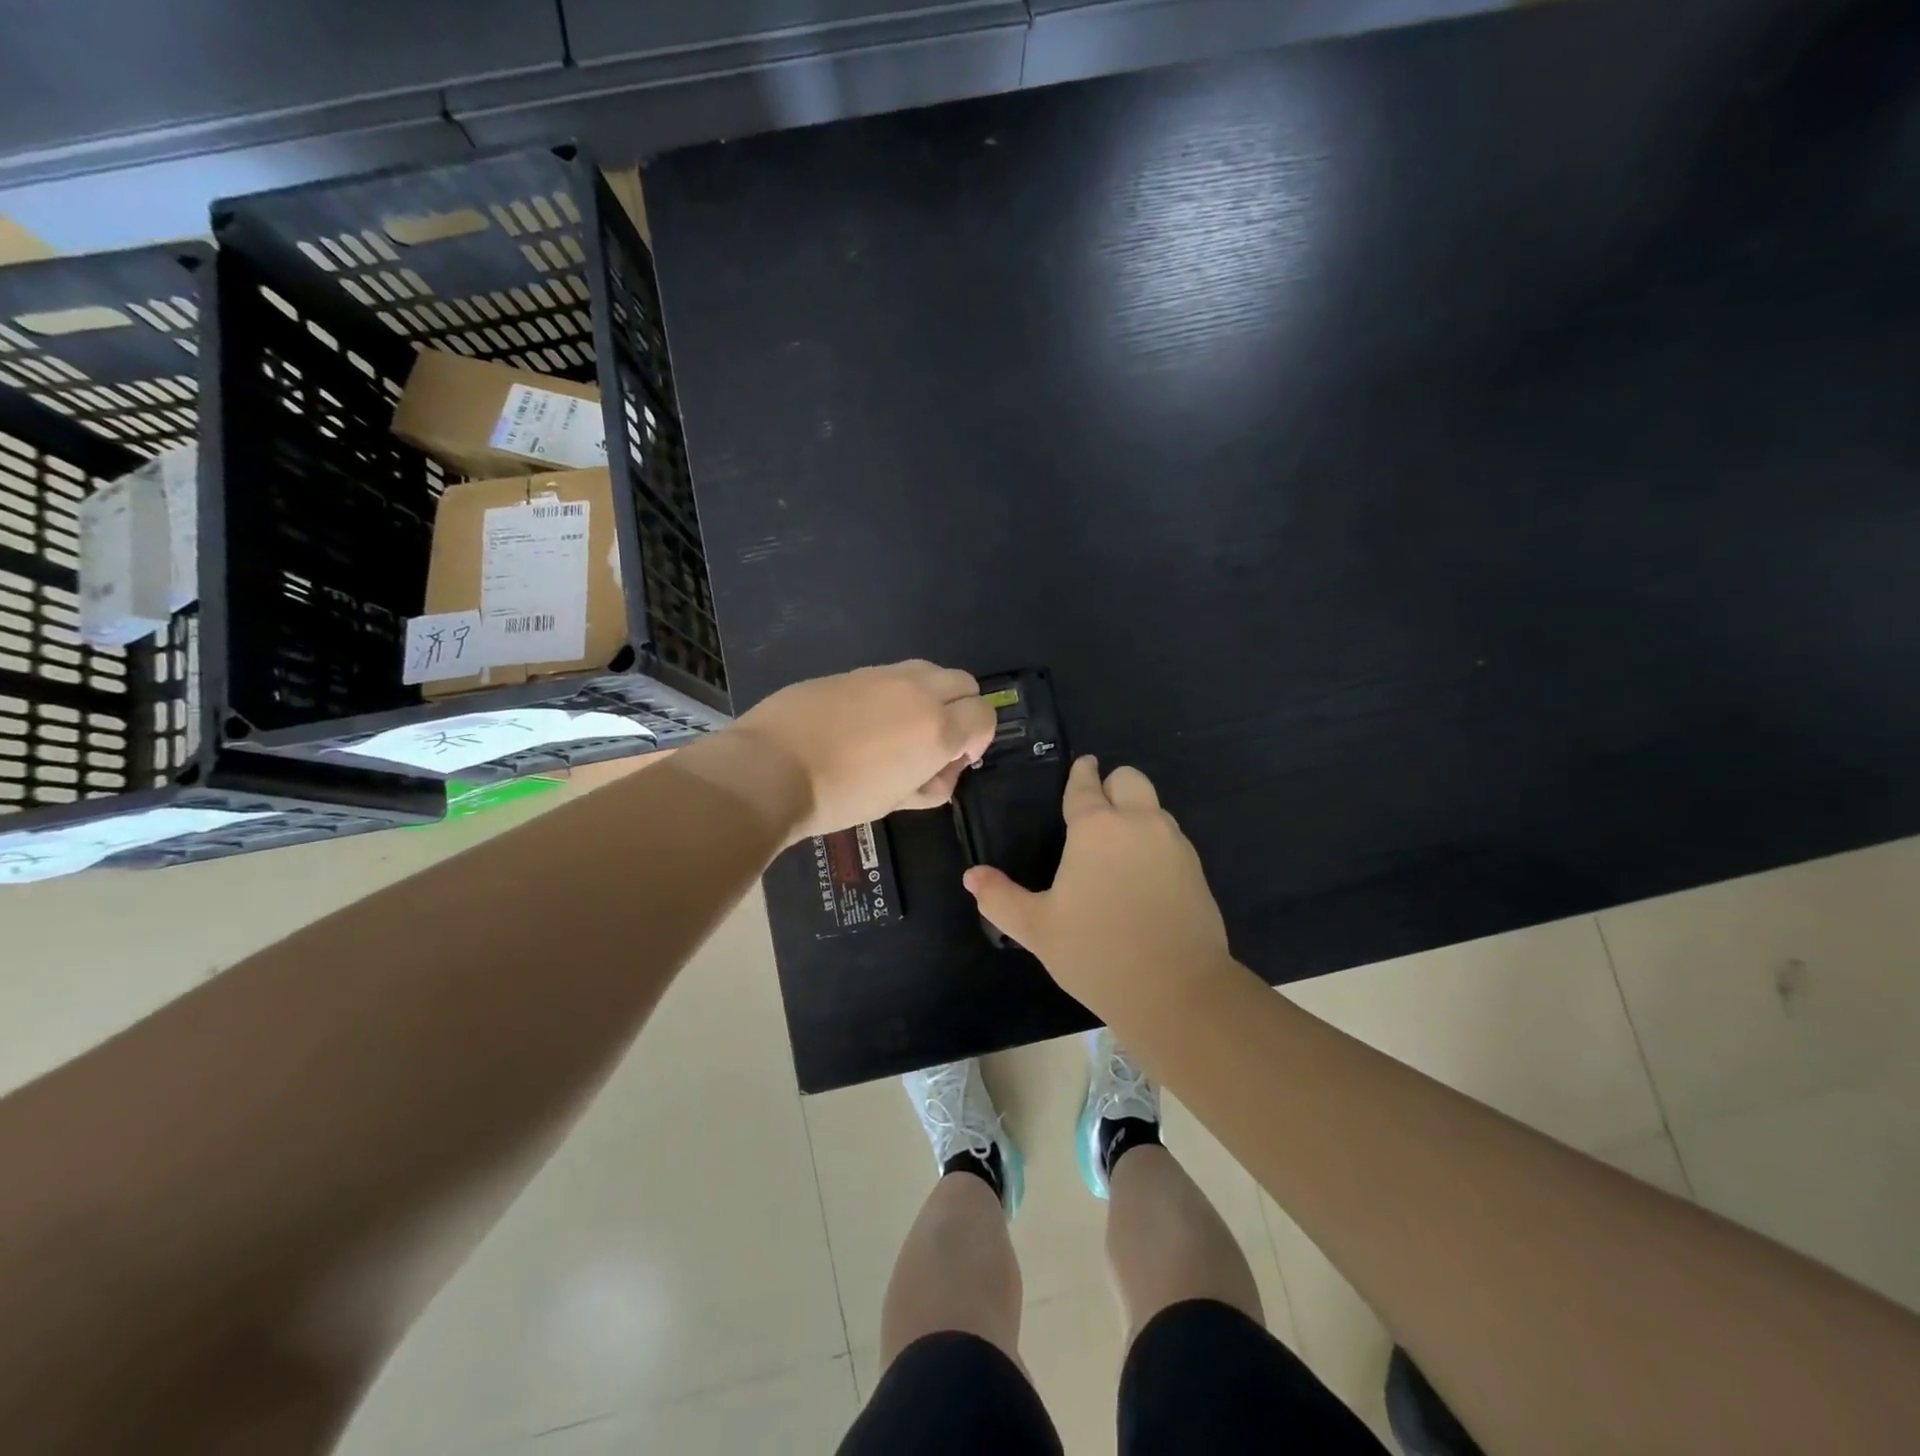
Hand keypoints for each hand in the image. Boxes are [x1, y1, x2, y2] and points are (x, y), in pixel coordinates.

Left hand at [726, 660, 997, 841]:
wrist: (770, 769)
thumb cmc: (839, 797)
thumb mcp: (895, 802)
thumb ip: (930, 785)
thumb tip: (940, 774)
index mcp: (937, 728)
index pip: (984, 716)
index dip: (979, 739)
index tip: (957, 759)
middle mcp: (918, 692)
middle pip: (964, 683)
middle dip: (962, 710)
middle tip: (936, 741)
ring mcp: (883, 675)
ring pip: (929, 671)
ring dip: (930, 695)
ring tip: (901, 728)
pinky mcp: (852, 671)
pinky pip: (890, 675)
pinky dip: (894, 693)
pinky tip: (864, 721)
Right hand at [962, 756, 1233, 1023]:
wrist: (1177, 991)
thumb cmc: (1097, 953)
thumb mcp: (1037, 928)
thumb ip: (999, 898)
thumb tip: (971, 876)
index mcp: (1097, 827)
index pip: (1085, 786)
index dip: (1081, 773)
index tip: (1082, 766)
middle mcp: (1138, 823)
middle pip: (1130, 779)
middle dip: (1113, 784)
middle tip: (1097, 809)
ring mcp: (1173, 844)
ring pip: (1154, 807)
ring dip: (1136, 813)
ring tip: (1117, 847)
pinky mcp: (1197, 869)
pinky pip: (1171, 838)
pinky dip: (1154, 842)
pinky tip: (1142, 876)